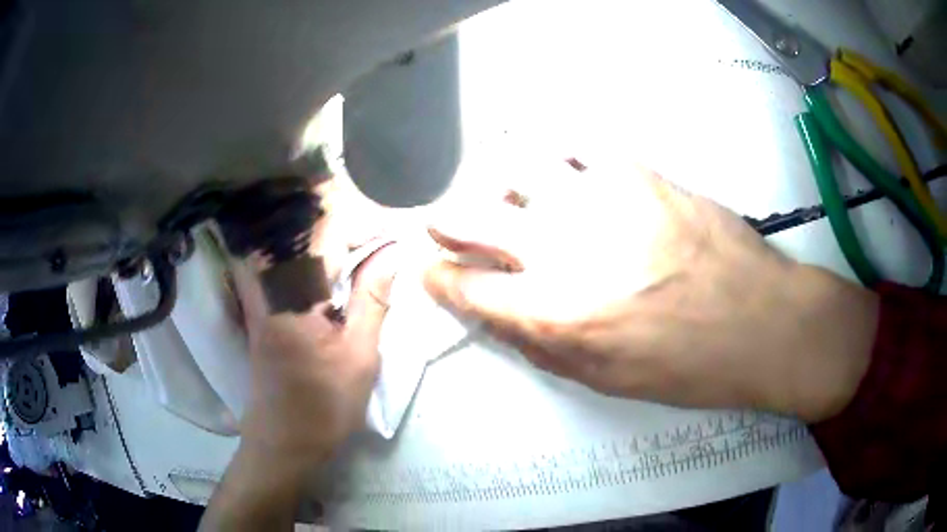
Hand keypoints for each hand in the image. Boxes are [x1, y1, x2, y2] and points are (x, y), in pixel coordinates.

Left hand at [230, 180, 397, 469]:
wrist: (283, 438)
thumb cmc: (324, 406)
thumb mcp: (360, 356)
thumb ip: (373, 298)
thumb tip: (394, 251)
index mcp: (294, 295)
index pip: (325, 228)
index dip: (362, 217)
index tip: (394, 227)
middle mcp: (270, 282)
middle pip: (297, 219)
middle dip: (336, 206)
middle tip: (373, 215)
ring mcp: (259, 289)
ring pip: (286, 232)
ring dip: (321, 221)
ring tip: (357, 226)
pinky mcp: (260, 300)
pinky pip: (281, 254)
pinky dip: (308, 242)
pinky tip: (332, 251)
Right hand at [423, 161, 879, 421]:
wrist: (761, 321)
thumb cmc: (687, 367)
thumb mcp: (605, 380)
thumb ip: (541, 345)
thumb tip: (498, 314)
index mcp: (554, 315)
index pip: (466, 287)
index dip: (438, 277)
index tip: (430, 269)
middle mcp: (564, 250)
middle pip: (473, 216)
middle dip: (447, 219)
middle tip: (446, 221)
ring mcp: (601, 201)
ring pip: (518, 165)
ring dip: (496, 178)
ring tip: (505, 190)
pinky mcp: (639, 172)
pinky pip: (577, 148)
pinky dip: (556, 155)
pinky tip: (561, 168)